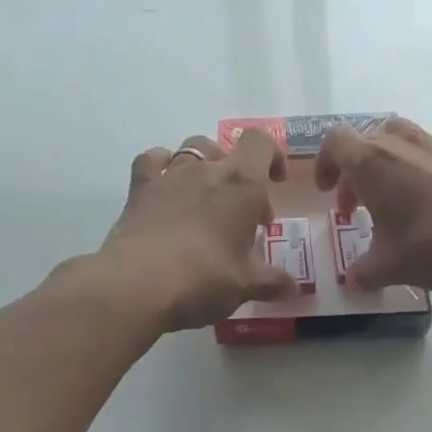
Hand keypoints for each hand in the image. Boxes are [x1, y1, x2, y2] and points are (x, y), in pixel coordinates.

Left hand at [98, 131, 298, 331]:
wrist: (138, 285)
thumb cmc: (205, 279)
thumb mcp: (246, 285)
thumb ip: (272, 282)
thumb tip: (294, 289)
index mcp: (242, 183)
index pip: (261, 142)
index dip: (272, 155)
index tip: (275, 182)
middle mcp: (207, 169)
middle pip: (226, 149)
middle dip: (237, 174)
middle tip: (240, 214)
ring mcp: (169, 176)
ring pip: (190, 150)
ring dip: (203, 166)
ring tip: (205, 200)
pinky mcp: (139, 190)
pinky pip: (151, 161)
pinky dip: (161, 166)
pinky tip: (166, 188)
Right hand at [314, 117, 431, 290]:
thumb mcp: (390, 266)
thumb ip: (364, 272)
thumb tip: (353, 280)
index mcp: (372, 162)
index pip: (334, 141)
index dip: (325, 164)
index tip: (328, 192)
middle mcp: (401, 143)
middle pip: (366, 141)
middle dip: (355, 172)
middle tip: (356, 206)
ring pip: (401, 141)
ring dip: (389, 166)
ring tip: (396, 201)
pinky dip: (421, 169)